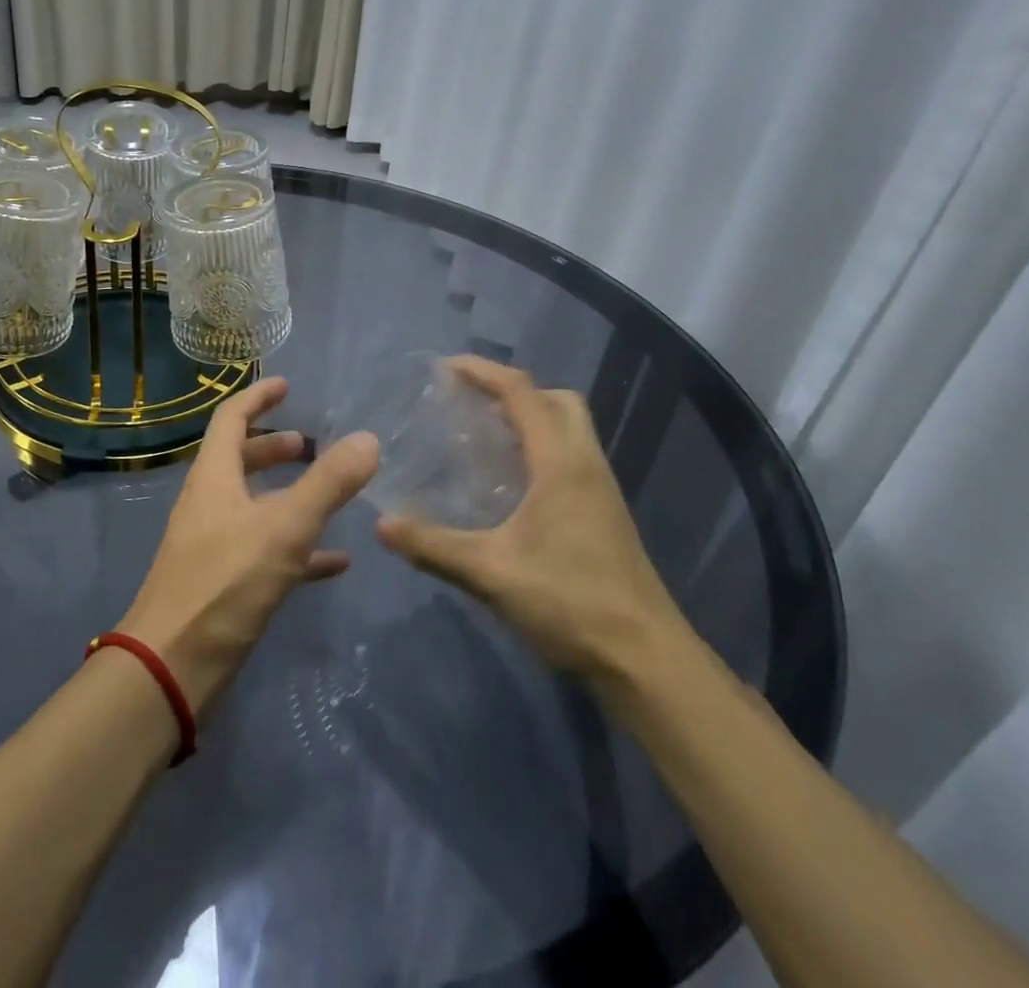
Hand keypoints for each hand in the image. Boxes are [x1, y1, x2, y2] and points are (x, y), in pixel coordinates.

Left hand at [118, 376, 379, 713]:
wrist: (174, 666)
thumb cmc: (225, 583)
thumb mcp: (285, 528)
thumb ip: (328, 483)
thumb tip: (368, 438)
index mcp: (214, 477)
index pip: (231, 418)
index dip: (258, 397)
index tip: (286, 386)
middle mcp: (209, 502)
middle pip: (239, 459)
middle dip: (273, 447)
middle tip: (309, 444)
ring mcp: (213, 543)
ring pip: (253, 505)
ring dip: (286, 494)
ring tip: (327, 494)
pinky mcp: (223, 581)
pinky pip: (264, 550)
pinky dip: (296, 546)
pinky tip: (335, 563)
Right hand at [375, 356, 691, 687]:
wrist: (646, 660)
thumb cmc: (570, 604)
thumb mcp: (491, 573)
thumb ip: (433, 545)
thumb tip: (382, 524)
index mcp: (561, 463)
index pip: (522, 393)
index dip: (483, 372)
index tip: (446, 367)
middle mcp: (586, 463)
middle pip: (556, 399)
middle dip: (512, 389)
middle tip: (470, 403)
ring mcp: (601, 488)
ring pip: (569, 426)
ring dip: (530, 416)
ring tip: (483, 435)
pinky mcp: (604, 512)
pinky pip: (571, 454)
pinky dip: (540, 446)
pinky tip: (509, 482)